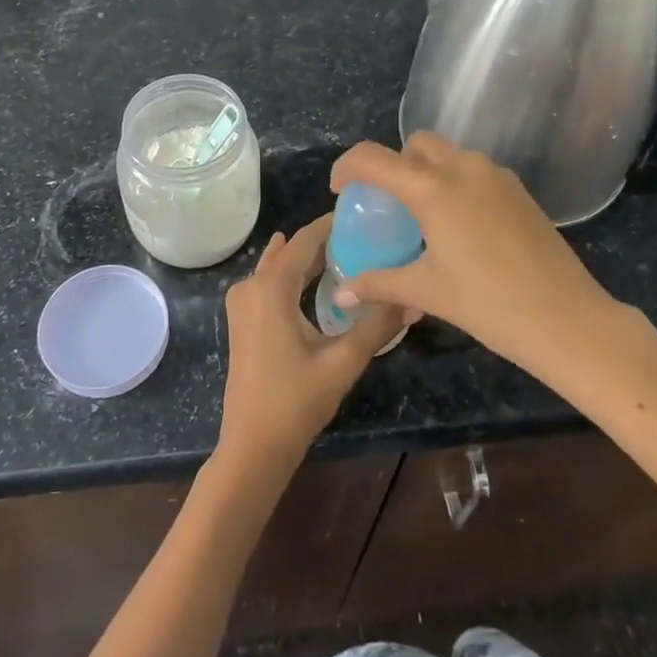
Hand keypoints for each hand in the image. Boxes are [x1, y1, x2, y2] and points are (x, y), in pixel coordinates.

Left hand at [217, 215, 411, 477]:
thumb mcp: (343, 361)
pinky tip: (317, 279)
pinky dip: (294, 275)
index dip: (330, 224)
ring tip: (348, 250)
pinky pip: (271, 283)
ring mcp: (242, 304)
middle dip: (323, 241)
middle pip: (290, 251)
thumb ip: (377, 327)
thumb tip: (414, 301)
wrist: (253, 445)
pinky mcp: (243, 320)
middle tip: (364, 233)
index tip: (361, 211)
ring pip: (279, 267)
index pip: (303, 240)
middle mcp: (250, 286)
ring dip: (308, 258)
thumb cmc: (295, 401)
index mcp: (270, 287)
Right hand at [329, 133, 625, 367]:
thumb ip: (378, 284)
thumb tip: (341, 295)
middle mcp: (463, 168)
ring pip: (448, 154)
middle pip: (415, 144)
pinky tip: (460, 227)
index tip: (340, 191)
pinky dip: (454, 183)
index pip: (373, 158)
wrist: (569, 320)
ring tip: (423, 218)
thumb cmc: (489, 304)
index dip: (347, 167)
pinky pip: (474, 171)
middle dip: (393, 164)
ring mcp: (496, 175)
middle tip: (387, 204)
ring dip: (426, 172)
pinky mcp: (519, 190)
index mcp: (432, 188)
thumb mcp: (426, 291)